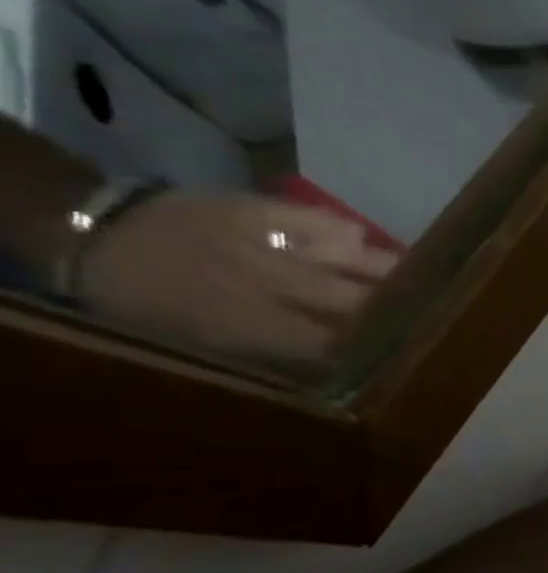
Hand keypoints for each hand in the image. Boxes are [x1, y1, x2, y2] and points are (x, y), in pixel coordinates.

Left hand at [76, 192, 398, 361]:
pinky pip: (316, 220)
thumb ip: (267, 353)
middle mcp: (268, 284)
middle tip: (429, 315)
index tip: (398, 354)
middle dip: (393, 310)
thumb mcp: (197, 346)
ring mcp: (265, 242)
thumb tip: (334, 362)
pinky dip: (344, 231)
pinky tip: (362, 240)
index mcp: (247, 325)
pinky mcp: (257, 210)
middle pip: (353, 300)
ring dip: (387, 271)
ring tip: (423, 278)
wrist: (93, 237)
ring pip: (348, 259)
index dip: (369, 349)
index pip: (332, 344)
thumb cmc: (147, 308)